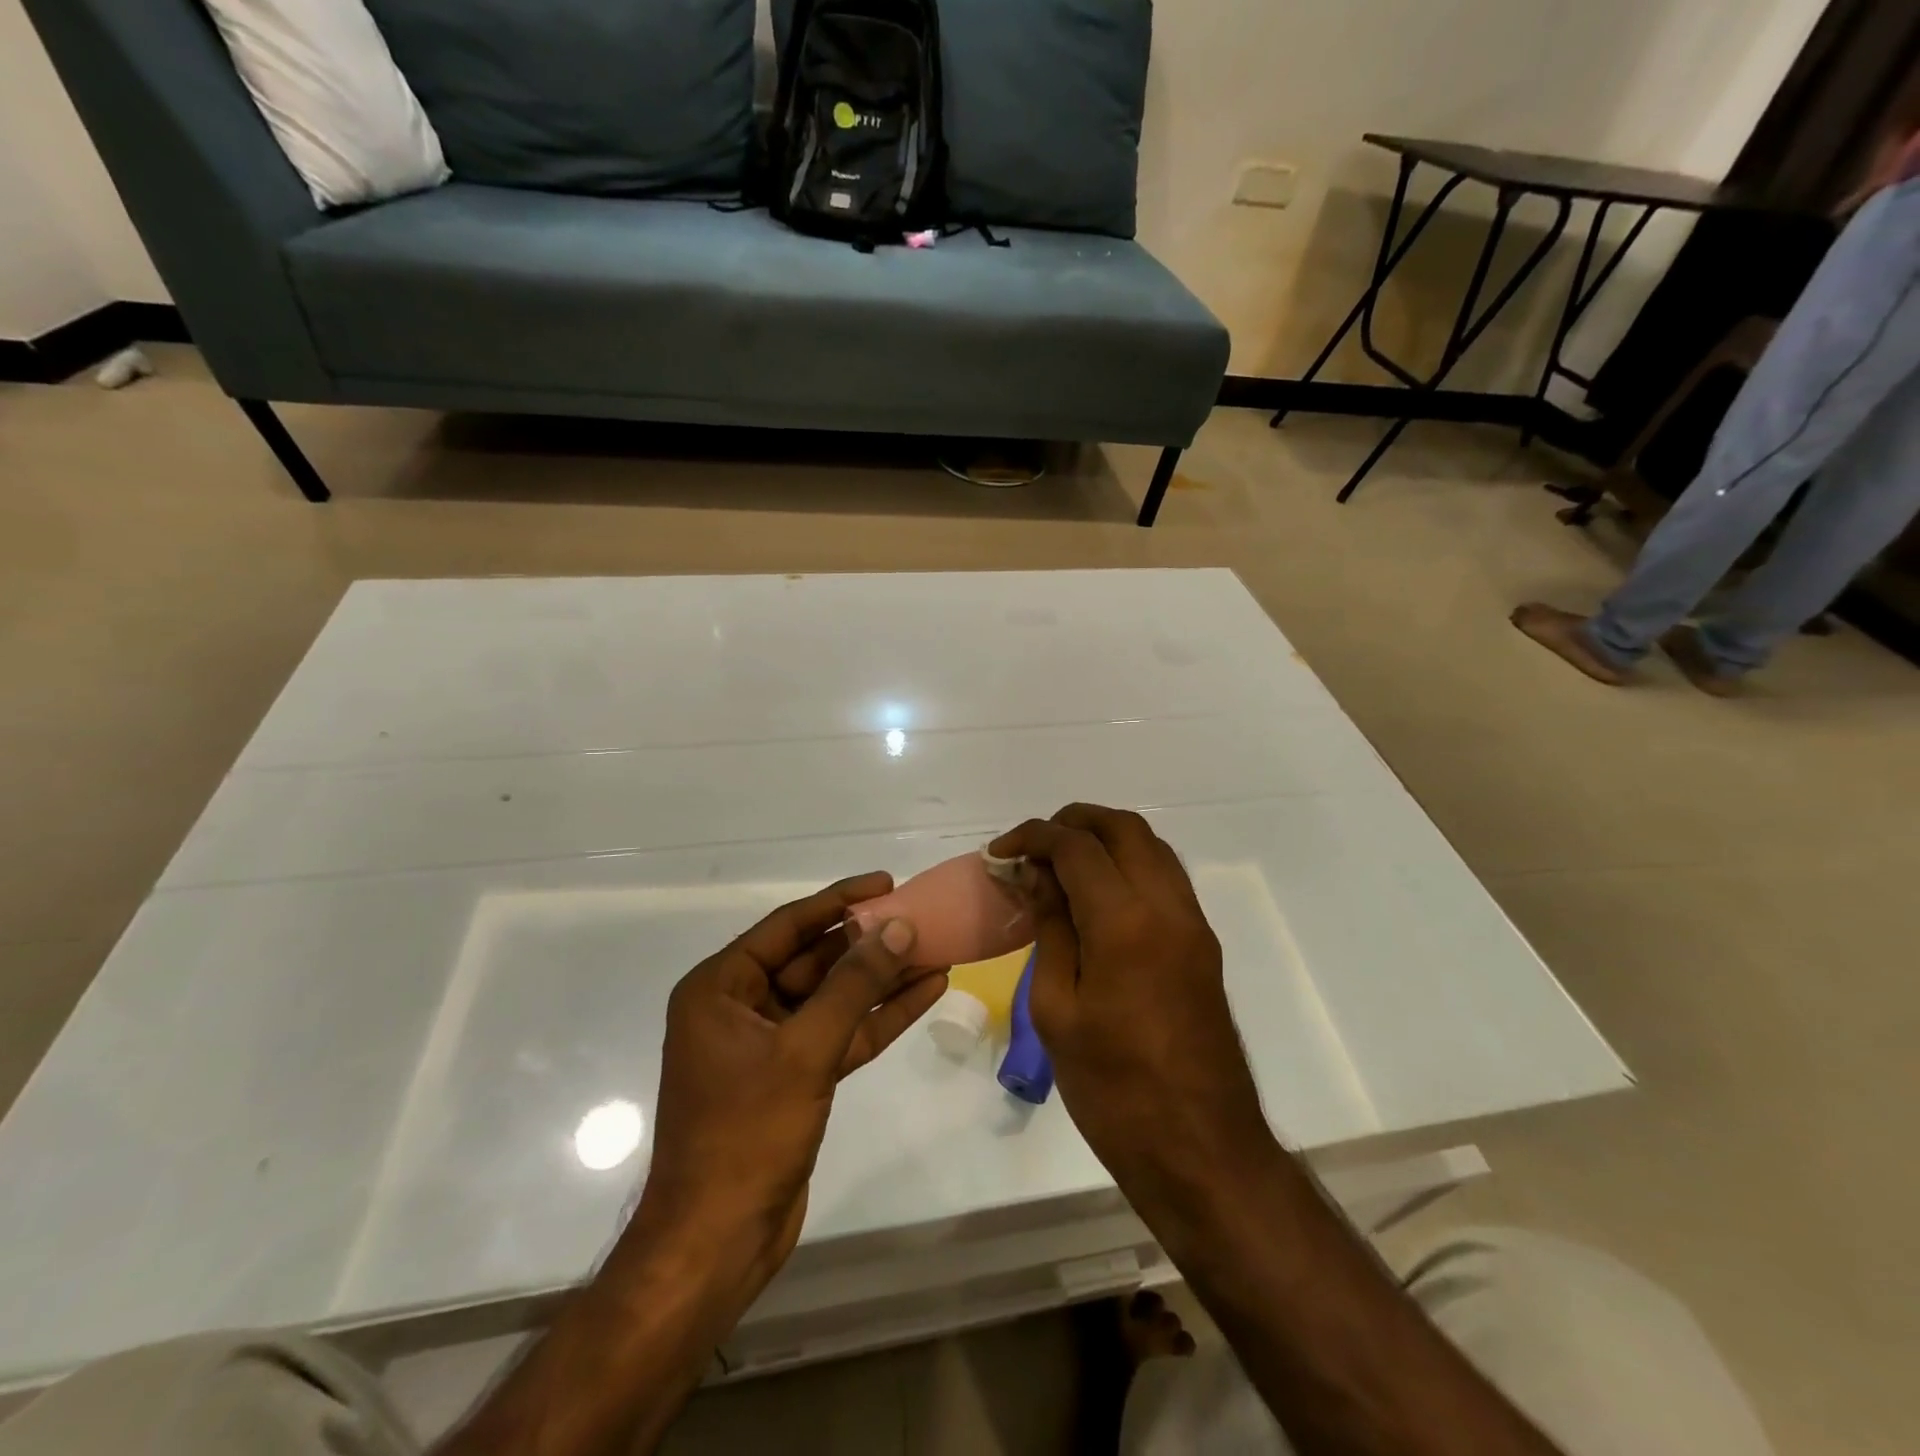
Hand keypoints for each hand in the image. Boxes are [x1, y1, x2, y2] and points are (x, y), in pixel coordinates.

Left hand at [623, 874, 948, 1313]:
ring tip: (935, 949)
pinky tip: (924, 993)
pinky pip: (841, 1033)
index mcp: (721, 988)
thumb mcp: (804, 1050)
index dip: (839, 901)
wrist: (717, 1243)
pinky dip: (878, 1017)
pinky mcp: (795, 1076)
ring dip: (881, 979)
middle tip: (920, 918)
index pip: (788, 926)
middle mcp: (742, 1007)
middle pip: (814, 960)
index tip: (886, 883)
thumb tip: (899, 928)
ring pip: (834, 998)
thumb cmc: (745, 1134)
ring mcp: (770, 1044)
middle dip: (868, 943)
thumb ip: (854, 986)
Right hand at [989, 806, 1270, 1188]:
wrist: (1200, 1148)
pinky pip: (1165, 878)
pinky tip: (1096, 897)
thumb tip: (1036, 876)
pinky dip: (1128, 865)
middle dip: (1073, 822)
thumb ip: (1050, 928)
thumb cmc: (1113, 1088)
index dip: (1032, 837)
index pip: (1077, 846)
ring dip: (1105, 839)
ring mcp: (1193, 924)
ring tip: (1060, 866)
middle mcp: (1168, 907)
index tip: (999, 853)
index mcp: (1126, 922)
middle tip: (1032, 848)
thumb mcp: (1057, 1009)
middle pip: (1124, 828)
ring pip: (1151, 847)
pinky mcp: (1203, 944)